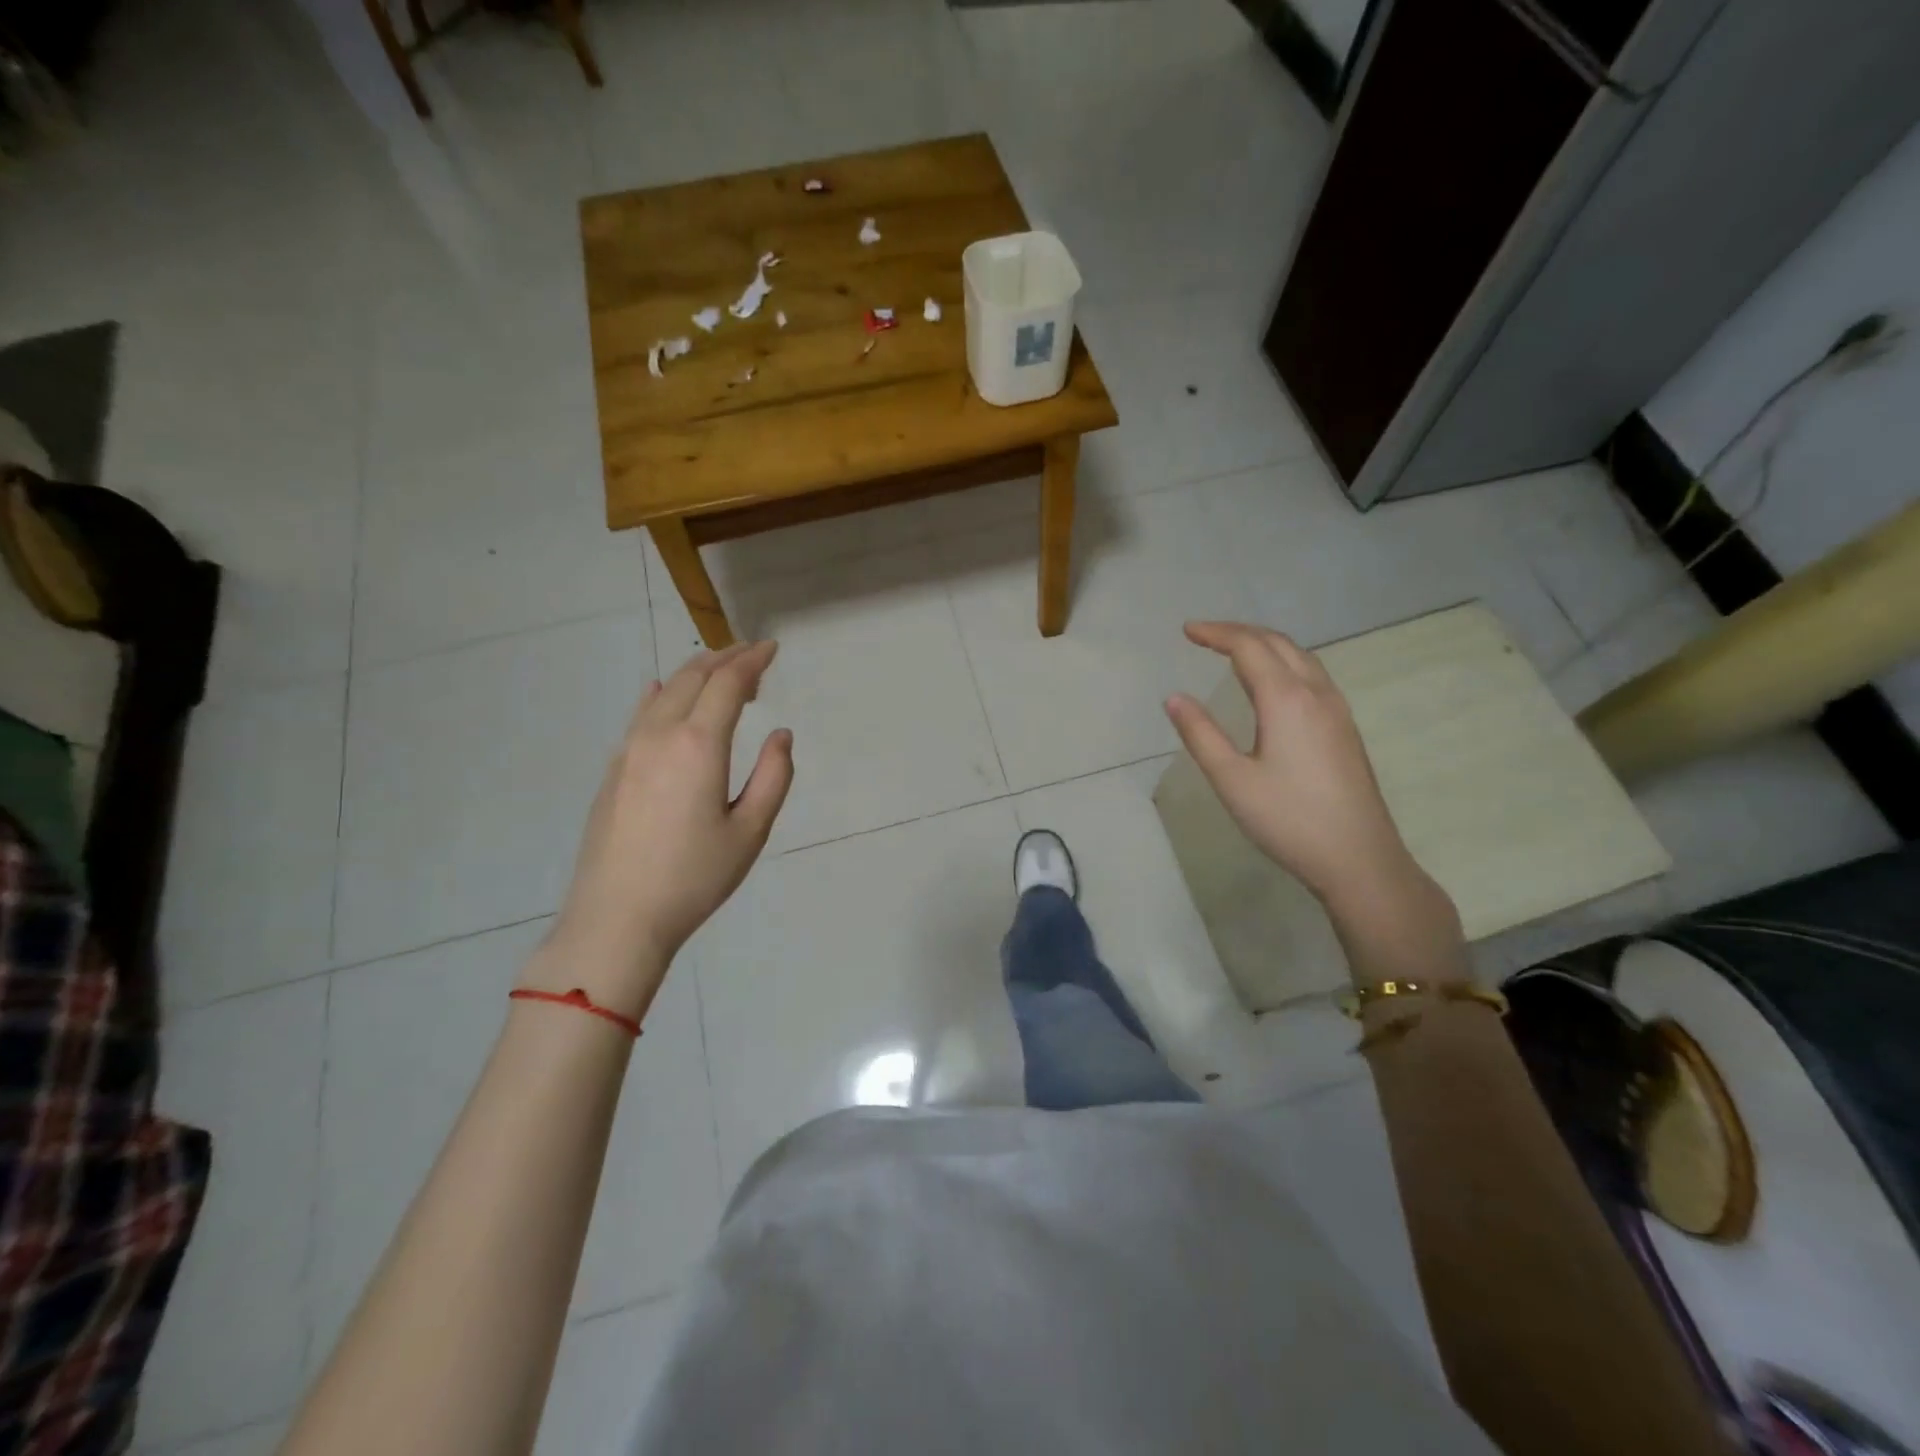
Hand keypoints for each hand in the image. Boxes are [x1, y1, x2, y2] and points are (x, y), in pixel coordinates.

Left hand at [525, 641, 793, 1019]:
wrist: (617, 917)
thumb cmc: (694, 877)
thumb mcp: (750, 831)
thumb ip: (773, 776)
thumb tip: (780, 735)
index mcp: (698, 745)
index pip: (728, 683)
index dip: (752, 660)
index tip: (772, 648)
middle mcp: (659, 734)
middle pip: (693, 677)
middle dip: (725, 658)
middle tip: (752, 655)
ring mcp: (629, 750)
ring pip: (664, 692)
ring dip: (695, 674)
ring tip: (721, 675)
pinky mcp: (614, 769)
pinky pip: (641, 714)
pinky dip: (663, 695)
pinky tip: (664, 694)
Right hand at [1164, 622, 1423, 909]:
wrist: (1359, 859)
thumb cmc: (1288, 820)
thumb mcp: (1231, 780)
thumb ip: (1200, 734)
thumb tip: (1174, 698)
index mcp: (1286, 700)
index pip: (1249, 647)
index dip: (1216, 633)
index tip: (1187, 631)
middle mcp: (1317, 693)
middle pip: (1278, 643)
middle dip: (1240, 632)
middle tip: (1205, 635)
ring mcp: (1337, 710)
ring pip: (1301, 657)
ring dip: (1265, 644)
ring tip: (1234, 650)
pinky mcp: (1345, 728)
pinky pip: (1312, 675)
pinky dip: (1284, 662)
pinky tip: (1272, 683)